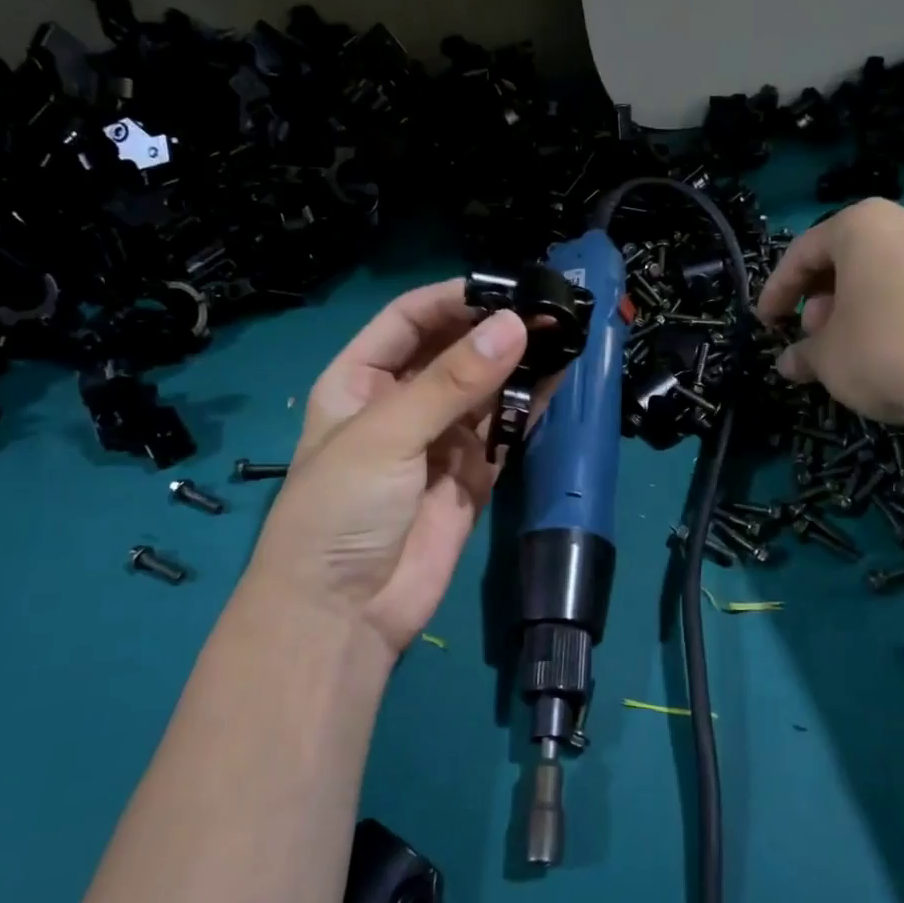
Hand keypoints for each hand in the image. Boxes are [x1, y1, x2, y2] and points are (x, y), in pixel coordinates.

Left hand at [249, 281, 527, 658]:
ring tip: (562, 337)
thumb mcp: (387, 433)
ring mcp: (438, 441)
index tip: (506, 287)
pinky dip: (529, 410)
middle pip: (452, 352)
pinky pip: (504, 433)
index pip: (409, 320)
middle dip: (495, 331)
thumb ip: (453, 381)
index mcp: (359, 380)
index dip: (453, 299)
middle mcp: (400, 404)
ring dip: (519, 367)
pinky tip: (557, 383)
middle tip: (548, 310)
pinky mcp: (470, 477)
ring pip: (485, 392)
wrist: (342, 615)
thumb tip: (516, 326)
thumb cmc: (340, 509)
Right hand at [756, 198, 903, 428]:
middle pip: (849, 259)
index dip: (778, 289)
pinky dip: (893, 314)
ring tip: (846, 349)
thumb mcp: (827, 357)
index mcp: (863, 226)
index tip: (766, 321)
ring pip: (885, 274)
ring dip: (856, 309)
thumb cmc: (883, 349)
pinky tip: (887, 352)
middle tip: (811, 336)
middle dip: (821, 299)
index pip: (804, 251)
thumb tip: (789, 363)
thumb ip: (803, 354)